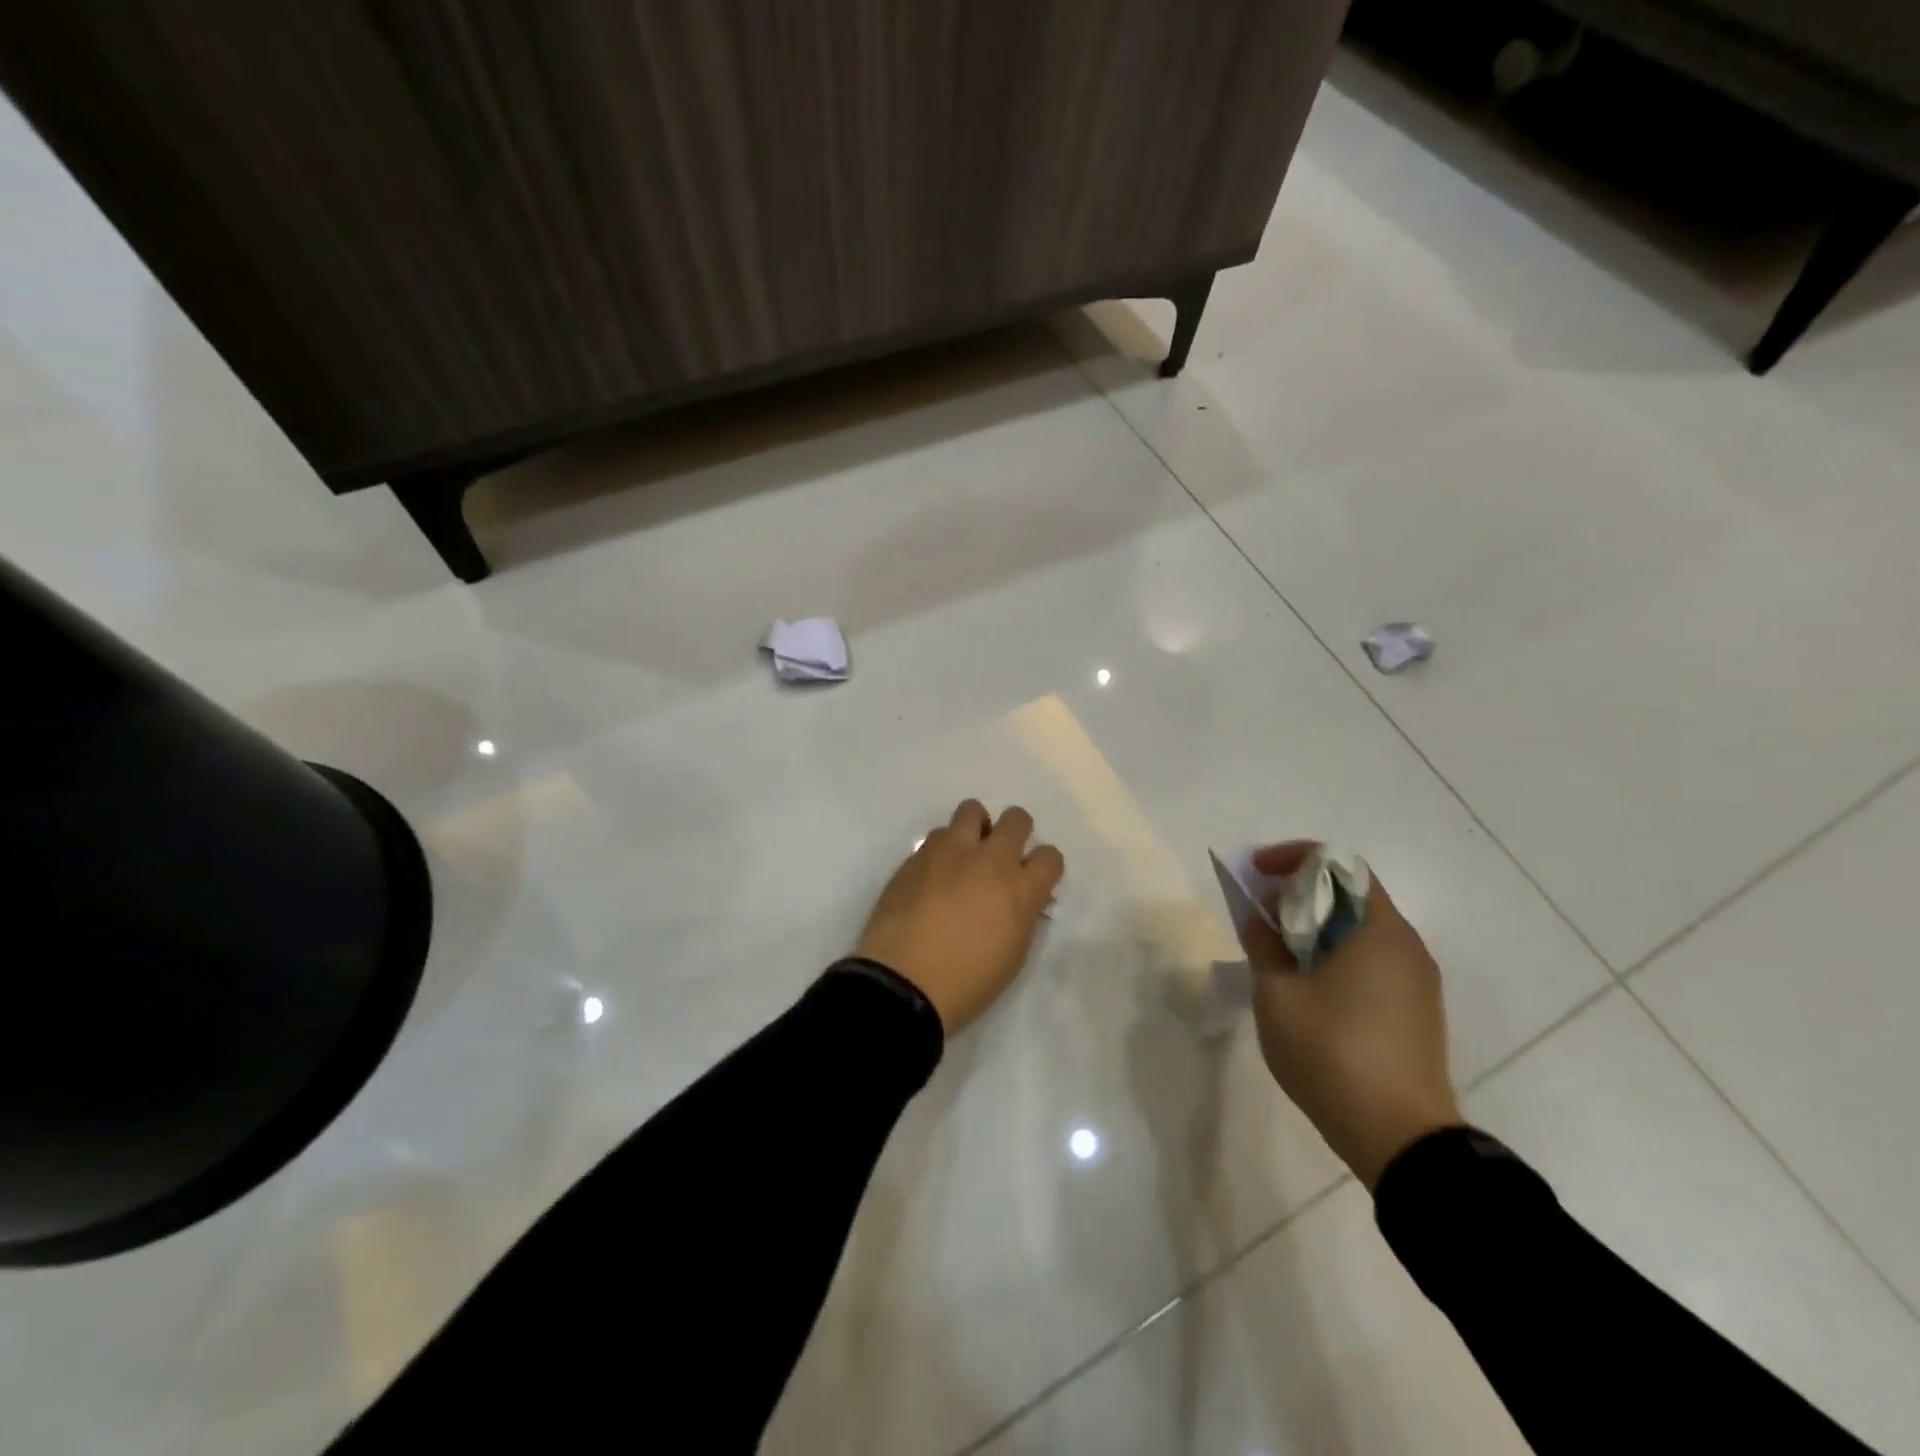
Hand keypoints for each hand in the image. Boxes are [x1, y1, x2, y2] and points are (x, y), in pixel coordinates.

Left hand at [855, 800, 1065, 1036]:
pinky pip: (937, 835)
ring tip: (964, 856)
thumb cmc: (967, 982)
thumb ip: (1022, 916)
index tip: (1032, 879)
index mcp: (1020, 889)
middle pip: (1016, 819)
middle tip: (1001, 856)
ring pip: (971, 811)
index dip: (1044, 866)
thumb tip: (1024, 899)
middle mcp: (990, 860)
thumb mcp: (1012, 955)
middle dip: (1015, 832)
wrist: (903, 982)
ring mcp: (950, 852)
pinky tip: (933, 875)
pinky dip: (942, 849)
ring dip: (974, 829)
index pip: (1050, 856)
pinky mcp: (917, 855)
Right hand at [1235, 843, 1463, 1189]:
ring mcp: (1417, 981)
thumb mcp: (1277, 995)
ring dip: (1316, 925)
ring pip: (1361, 929)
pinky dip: (1336, 954)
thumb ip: (1263, 945)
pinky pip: (1372, 960)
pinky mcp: (1417, 1011)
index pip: (1337, 864)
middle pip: (1350, 894)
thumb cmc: (1332, 1053)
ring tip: (1276, 949)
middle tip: (1259, 912)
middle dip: (1299, 892)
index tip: (1256, 873)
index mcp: (1377, 930)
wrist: (1401, 1139)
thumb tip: (1256, 918)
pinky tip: (1307, 985)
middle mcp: (1406, 945)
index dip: (1291, 858)